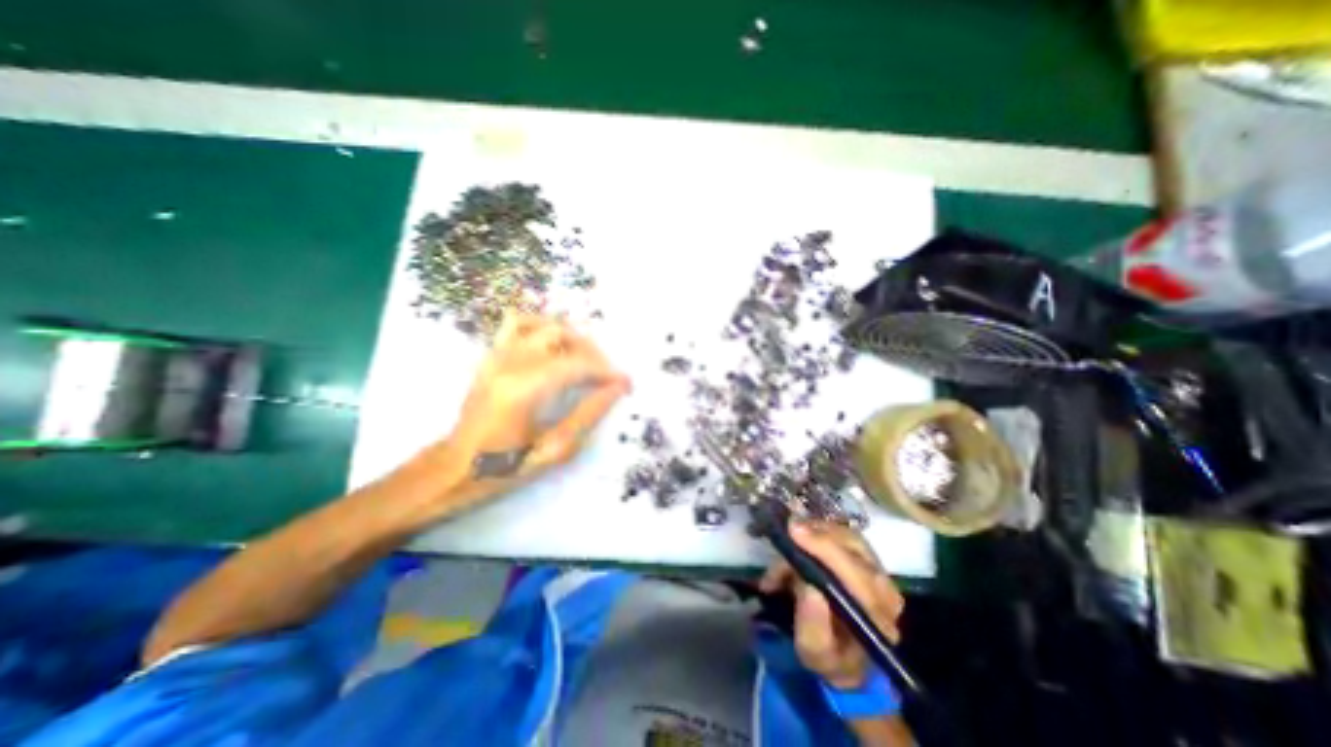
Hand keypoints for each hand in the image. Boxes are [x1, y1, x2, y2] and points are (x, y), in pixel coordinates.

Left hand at [450, 311, 629, 496]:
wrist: (456, 467)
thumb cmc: (505, 467)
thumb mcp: (554, 450)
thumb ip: (588, 415)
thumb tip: (616, 389)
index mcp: (522, 391)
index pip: (576, 365)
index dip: (607, 372)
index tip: (626, 383)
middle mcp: (508, 364)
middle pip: (563, 337)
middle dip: (594, 355)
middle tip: (607, 377)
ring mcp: (496, 354)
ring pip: (545, 325)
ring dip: (573, 338)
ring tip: (585, 360)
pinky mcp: (491, 354)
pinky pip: (518, 322)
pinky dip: (543, 326)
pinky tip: (555, 345)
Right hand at [758, 518, 905, 687]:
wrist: (847, 657)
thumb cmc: (830, 656)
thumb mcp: (814, 652)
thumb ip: (812, 625)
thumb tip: (807, 586)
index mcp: (878, 616)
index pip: (856, 572)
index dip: (824, 548)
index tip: (794, 532)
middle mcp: (884, 588)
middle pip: (852, 545)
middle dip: (816, 535)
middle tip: (786, 532)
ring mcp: (877, 568)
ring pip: (844, 533)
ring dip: (812, 533)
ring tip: (788, 547)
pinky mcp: (865, 556)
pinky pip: (839, 532)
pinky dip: (814, 532)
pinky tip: (797, 543)